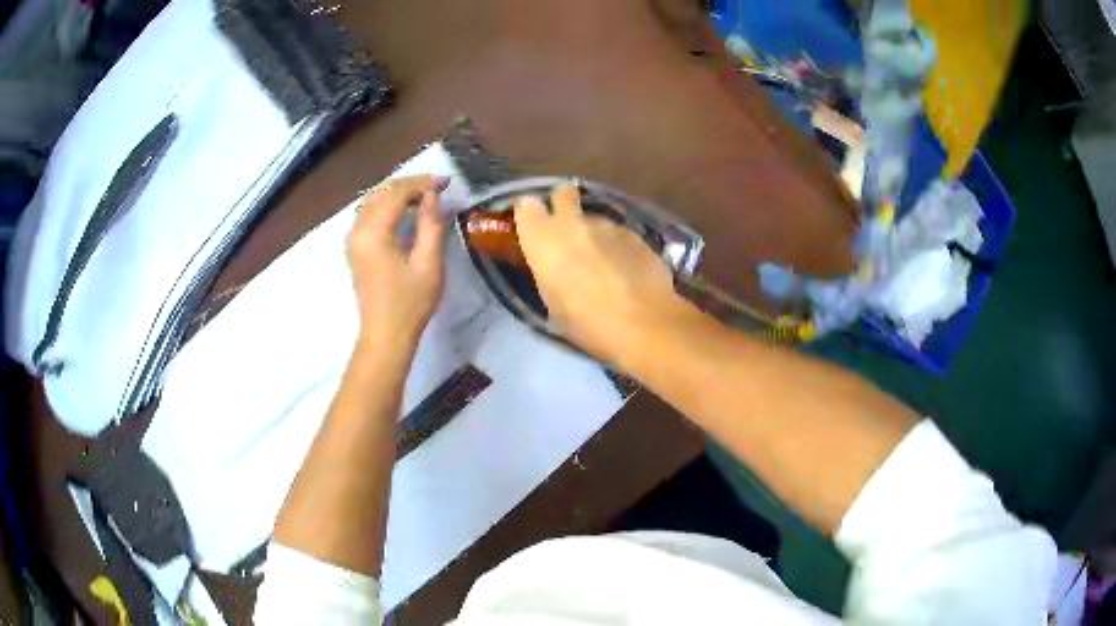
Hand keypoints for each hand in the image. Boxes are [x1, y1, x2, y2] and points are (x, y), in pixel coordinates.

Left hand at [347, 175, 446, 347]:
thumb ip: (431, 225)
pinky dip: (387, 205)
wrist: (385, 336)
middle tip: (437, 187)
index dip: (421, 183)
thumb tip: (431, 197)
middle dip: (409, 185)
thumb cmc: (410, 303)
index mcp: (373, 232)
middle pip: (382, 192)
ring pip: (373, 201)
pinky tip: (404, 210)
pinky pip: (368, 214)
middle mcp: (357, 230)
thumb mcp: (429, 264)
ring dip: (397, 193)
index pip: (396, 193)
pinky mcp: (354, 248)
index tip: (446, 182)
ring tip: (424, 196)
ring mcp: (352, 239)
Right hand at [514, 185, 690, 363]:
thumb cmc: (587, 323)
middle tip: (566, 230)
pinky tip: (626, 270)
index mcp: (543, 239)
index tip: (532, 228)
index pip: (526, 207)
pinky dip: (618, 247)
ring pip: (594, 218)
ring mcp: (608, 225)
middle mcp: (573, 222)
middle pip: (563, 194)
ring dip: (594, 233)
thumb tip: (554, 266)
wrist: (643, 323)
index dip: (529, 215)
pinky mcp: (636, 234)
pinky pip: (619, 234)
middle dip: (563, 204)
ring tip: (603, 262)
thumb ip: (548, 273)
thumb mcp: (553, 305)